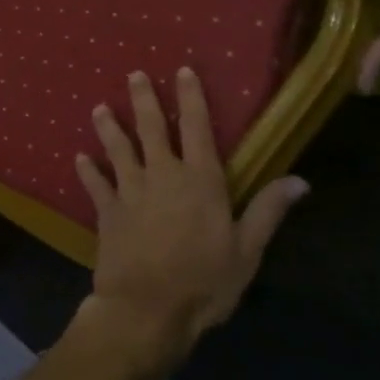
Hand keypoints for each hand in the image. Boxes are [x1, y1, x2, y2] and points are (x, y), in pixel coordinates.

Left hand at [75, 69, 308, 371]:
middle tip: (133, 74)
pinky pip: (95, 185)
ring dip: (109, 127)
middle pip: (151, 128)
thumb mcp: (247, 250)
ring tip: (99, 107)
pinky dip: (87, 171)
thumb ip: (268, 211)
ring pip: (118, 149)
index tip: (182, 70)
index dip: (191, 97)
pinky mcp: (107, 211)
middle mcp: (162, 175)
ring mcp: (130, 191)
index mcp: (200, 180)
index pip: (197, 127)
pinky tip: (79, 158)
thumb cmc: (204, 282)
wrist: (148, 308)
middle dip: (143, 99)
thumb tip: (300, 180)